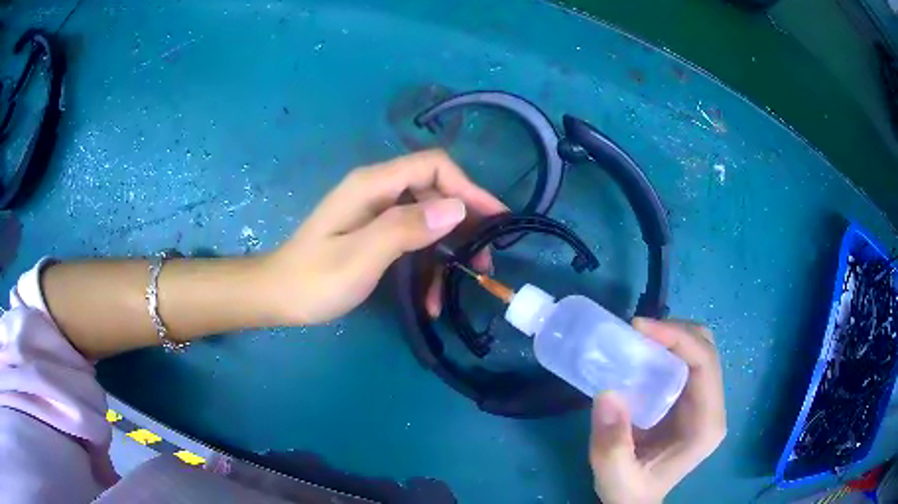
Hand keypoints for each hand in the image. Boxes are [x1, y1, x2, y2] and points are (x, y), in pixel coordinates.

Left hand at [260, 150, 505, 324]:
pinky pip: (412, 240)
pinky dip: (427, 265)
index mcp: (373, 185)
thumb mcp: (360, 257)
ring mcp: (377, 212)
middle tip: (484, 259)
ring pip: (428, 219)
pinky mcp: (375, 233)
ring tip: (464, 281)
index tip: (495, 218)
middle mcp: (378, 191)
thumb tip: (457, 208)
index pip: (433, 166)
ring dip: (449, 250)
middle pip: (435, 191)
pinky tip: (431, 298)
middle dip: (464, 222)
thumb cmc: (314, 279)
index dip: (468, 187)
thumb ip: (405, 228)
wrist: (278, 296)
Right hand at [589, 318, 725, 503]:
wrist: (636, 501)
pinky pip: (686, 361)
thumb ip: (612, 443)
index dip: (678, 339)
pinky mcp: (690, 400)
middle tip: (635, 332)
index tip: (639, 329)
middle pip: (706, 350)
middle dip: (674, 332)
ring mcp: (703, 403)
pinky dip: (666, 348)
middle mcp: (712, 408)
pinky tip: (643, 353)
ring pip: (699, 349)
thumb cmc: (631, 492)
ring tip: (637, 339)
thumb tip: (607, 392)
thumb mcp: (616, 476)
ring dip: (671, 337)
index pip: (705, 365)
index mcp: (706, 425)